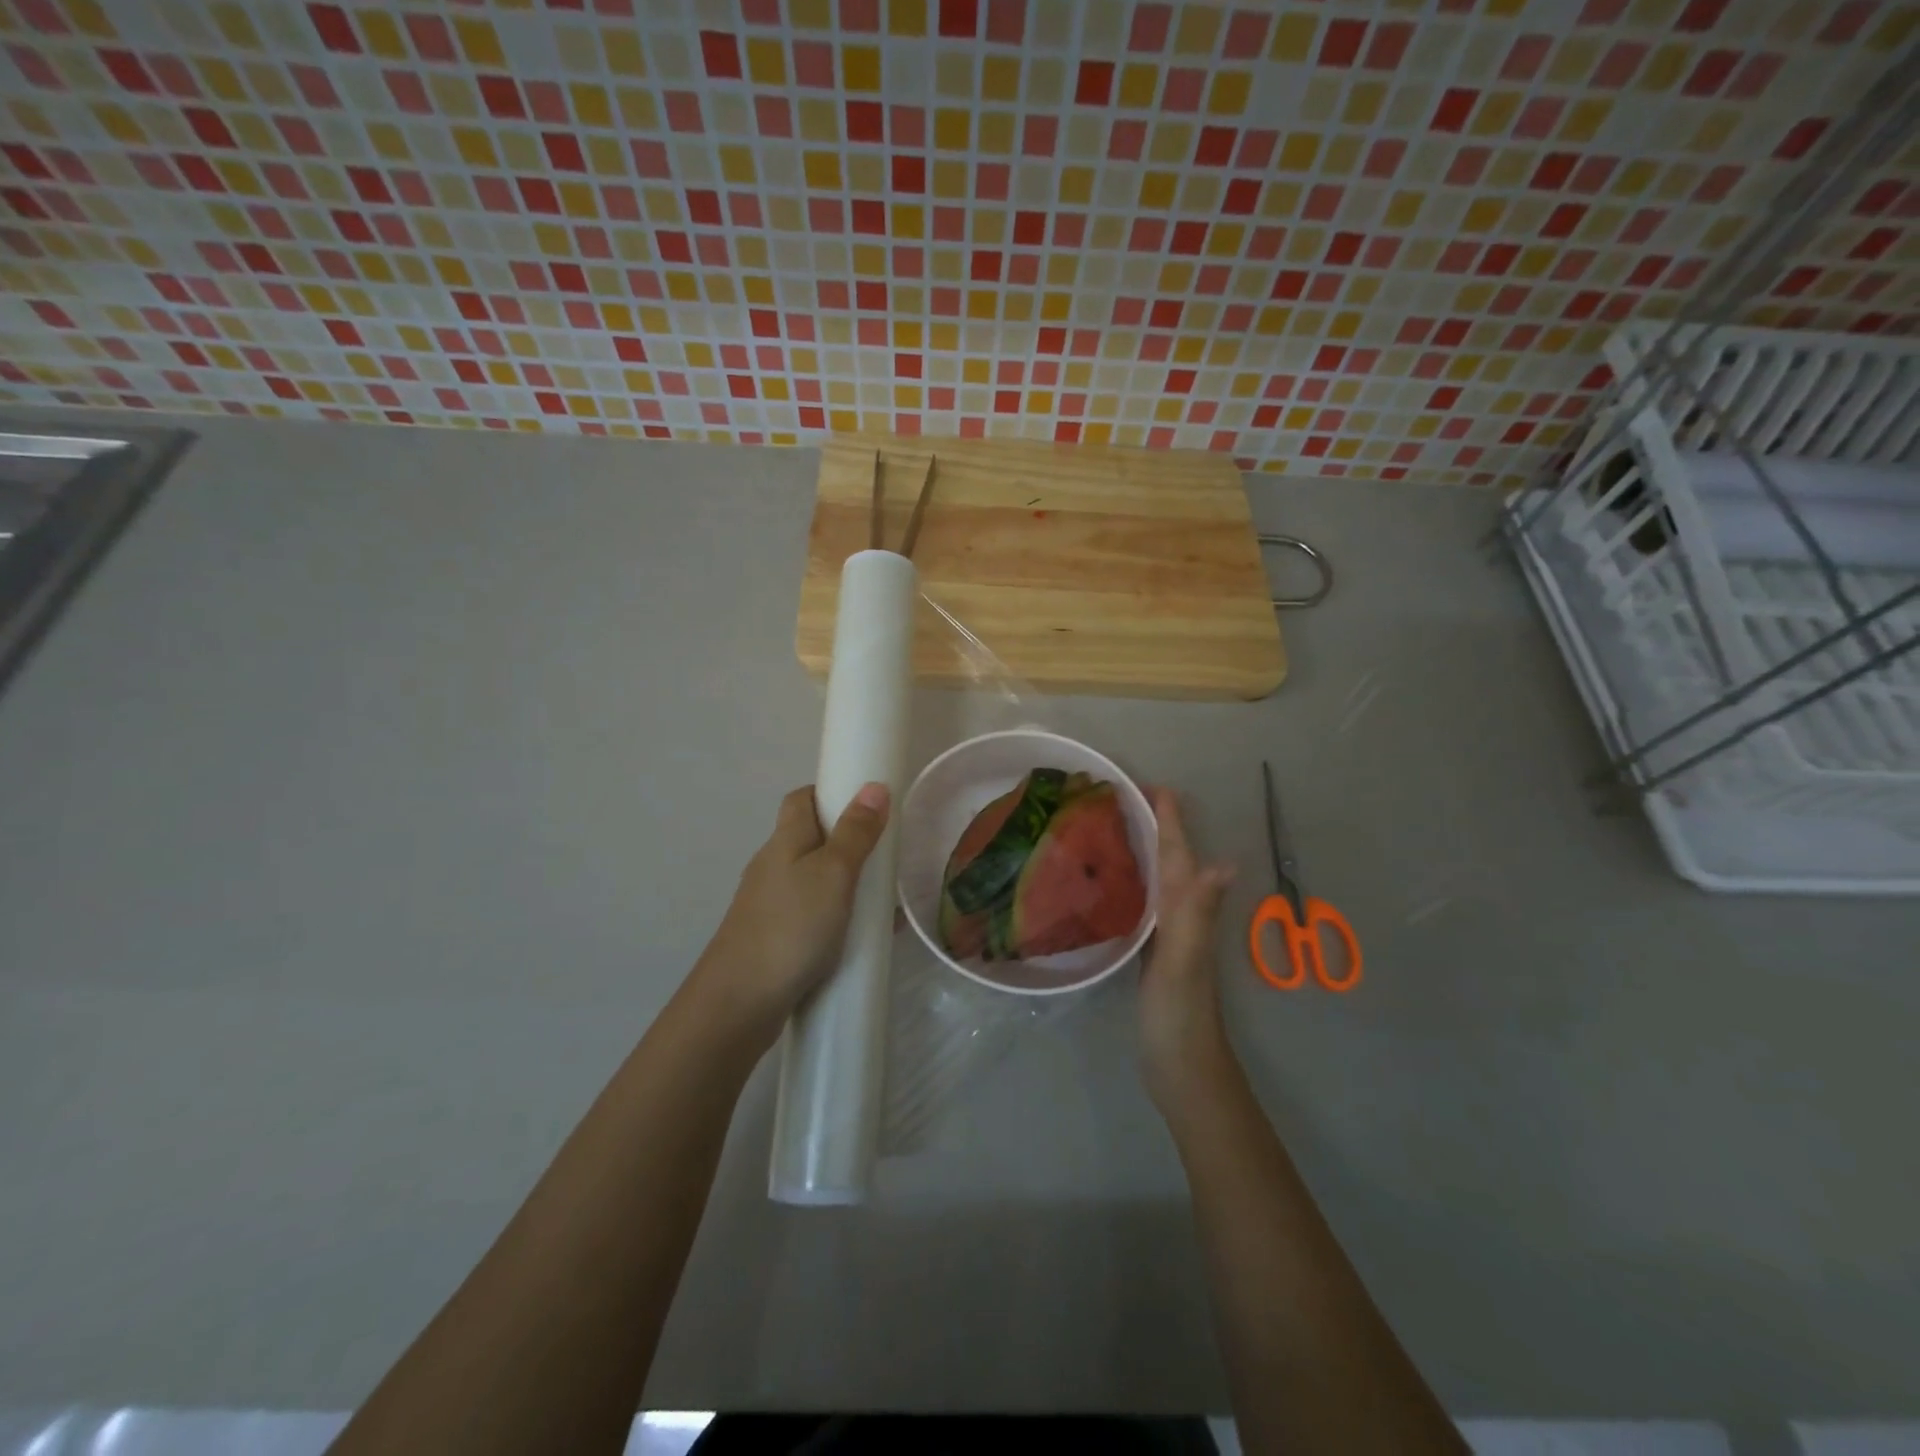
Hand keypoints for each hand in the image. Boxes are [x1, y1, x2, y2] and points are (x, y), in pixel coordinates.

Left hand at [691, 783, 890, 1050]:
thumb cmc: (791, 927)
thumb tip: (874, 786)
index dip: (832, 793)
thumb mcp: (833, 873)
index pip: (802, 799)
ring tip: (885, 898)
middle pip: (811, 839)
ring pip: (815, 880)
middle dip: (849, 841)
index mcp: (784, 841)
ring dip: (848, 883)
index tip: (868, 803)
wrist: (740, 1003)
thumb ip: (855, 832)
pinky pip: (815, 916)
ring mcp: (772, 905)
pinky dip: (840, 917)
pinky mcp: (776, 939)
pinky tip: (866, 936)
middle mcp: (773, 867)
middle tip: (886, 854)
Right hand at [1139, 787, 1236, 1114]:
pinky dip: (1133, 882)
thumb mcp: (1185, 960)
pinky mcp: (1152, 953)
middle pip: (1170, 859)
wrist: (1181, 1069)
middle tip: (1124, 796)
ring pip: (1158, 879)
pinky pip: (1144, 903)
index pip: (1177, 853)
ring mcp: (1168, 935)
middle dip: (1155, 825)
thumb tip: (1225, 863)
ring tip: (1116, 825)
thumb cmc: (1180, 1014)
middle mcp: (1182, 915)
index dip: (1168, 819)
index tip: (1149, 784)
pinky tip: (1113, 881)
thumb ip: (1199, 913)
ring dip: (1144, 849)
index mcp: (1188, 909)